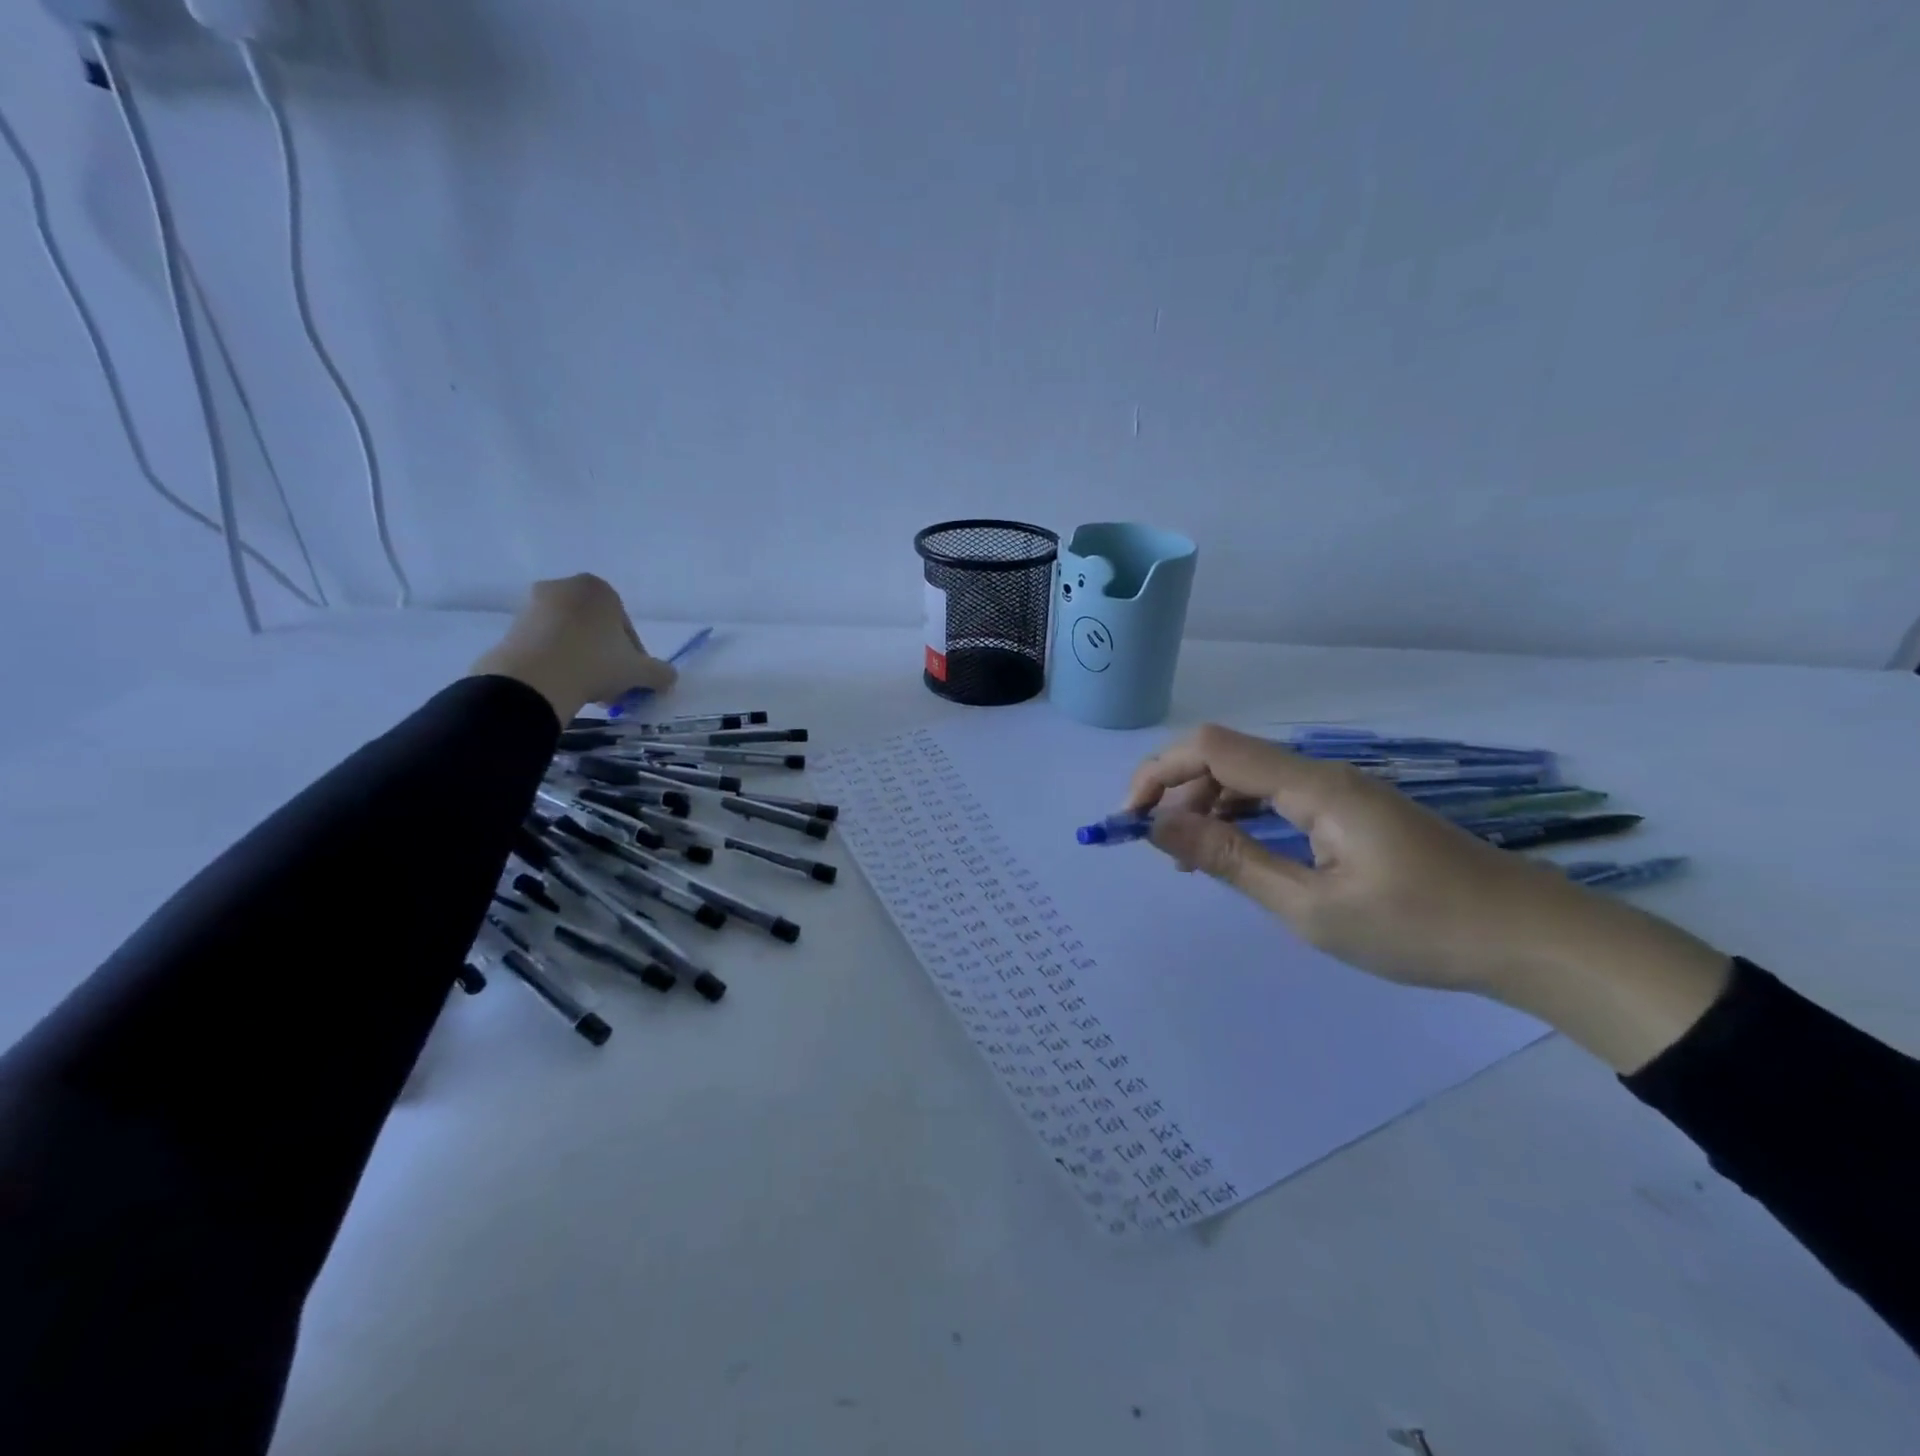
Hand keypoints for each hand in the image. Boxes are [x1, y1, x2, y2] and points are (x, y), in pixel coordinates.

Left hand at [469, 574, 676, 724]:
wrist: (533, 679)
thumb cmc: (595, 663)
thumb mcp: (639, 672)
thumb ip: (661, 673)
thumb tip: (669, 678)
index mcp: (600, 589)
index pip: (626, 626)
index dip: (634, 656)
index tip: (631, 679)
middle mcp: (565, 587)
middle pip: (597, 629)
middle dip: (606, 658)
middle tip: (611, 687)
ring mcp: (533, 605)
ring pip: (571, 637)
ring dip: (582, 661)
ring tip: (587, 692)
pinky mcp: (511, 626)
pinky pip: (545, 644)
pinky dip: (556, 662)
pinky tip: (563, 686)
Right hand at [1126, 725, 1730, 1070]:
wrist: (1533, 939)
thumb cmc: (1421, 928)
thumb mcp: (1311, 907)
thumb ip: (1231, 860)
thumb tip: (1160, 827)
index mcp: (1313, 786)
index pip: (1212, 749)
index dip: (1158, 773)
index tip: (1129, 819)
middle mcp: (1322, 774)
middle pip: (1227, 757)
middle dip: (1178, 791)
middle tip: (1157, 848)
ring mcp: (1341, 792)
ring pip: (1252, 779)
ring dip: (1208, 807)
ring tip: (1189, 859)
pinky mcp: (1354, 813)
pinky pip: (1280, 800)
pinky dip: (1244, 820)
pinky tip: (1237, 854)